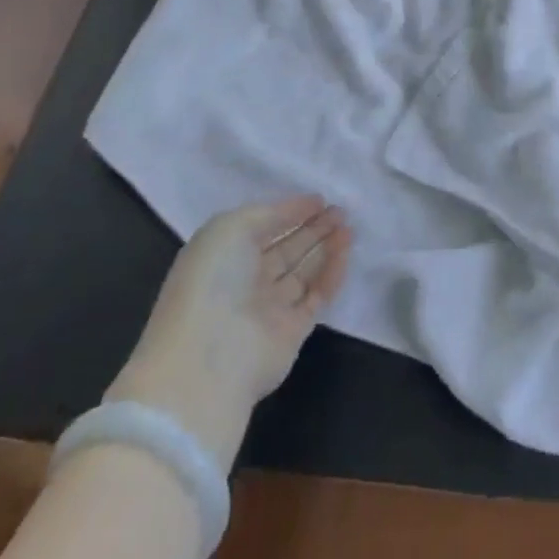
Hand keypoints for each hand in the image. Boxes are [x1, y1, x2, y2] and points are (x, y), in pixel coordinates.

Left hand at [109, 196, 351, 469]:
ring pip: (303, 271)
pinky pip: (316, 296)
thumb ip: (270, 214)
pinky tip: (345, 250)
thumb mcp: (232, 227)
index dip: (290, 212)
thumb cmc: (213, 279)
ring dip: (326, 247)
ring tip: (348, 226)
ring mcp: (269, 309)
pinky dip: (332, 273)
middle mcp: (246, 281)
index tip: (319, 199)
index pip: (263, 228)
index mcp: (224, 255)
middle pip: (286, 249)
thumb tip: (302, 208)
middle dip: (313, 228)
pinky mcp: (292, 332)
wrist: (209, 358)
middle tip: (341, 210)